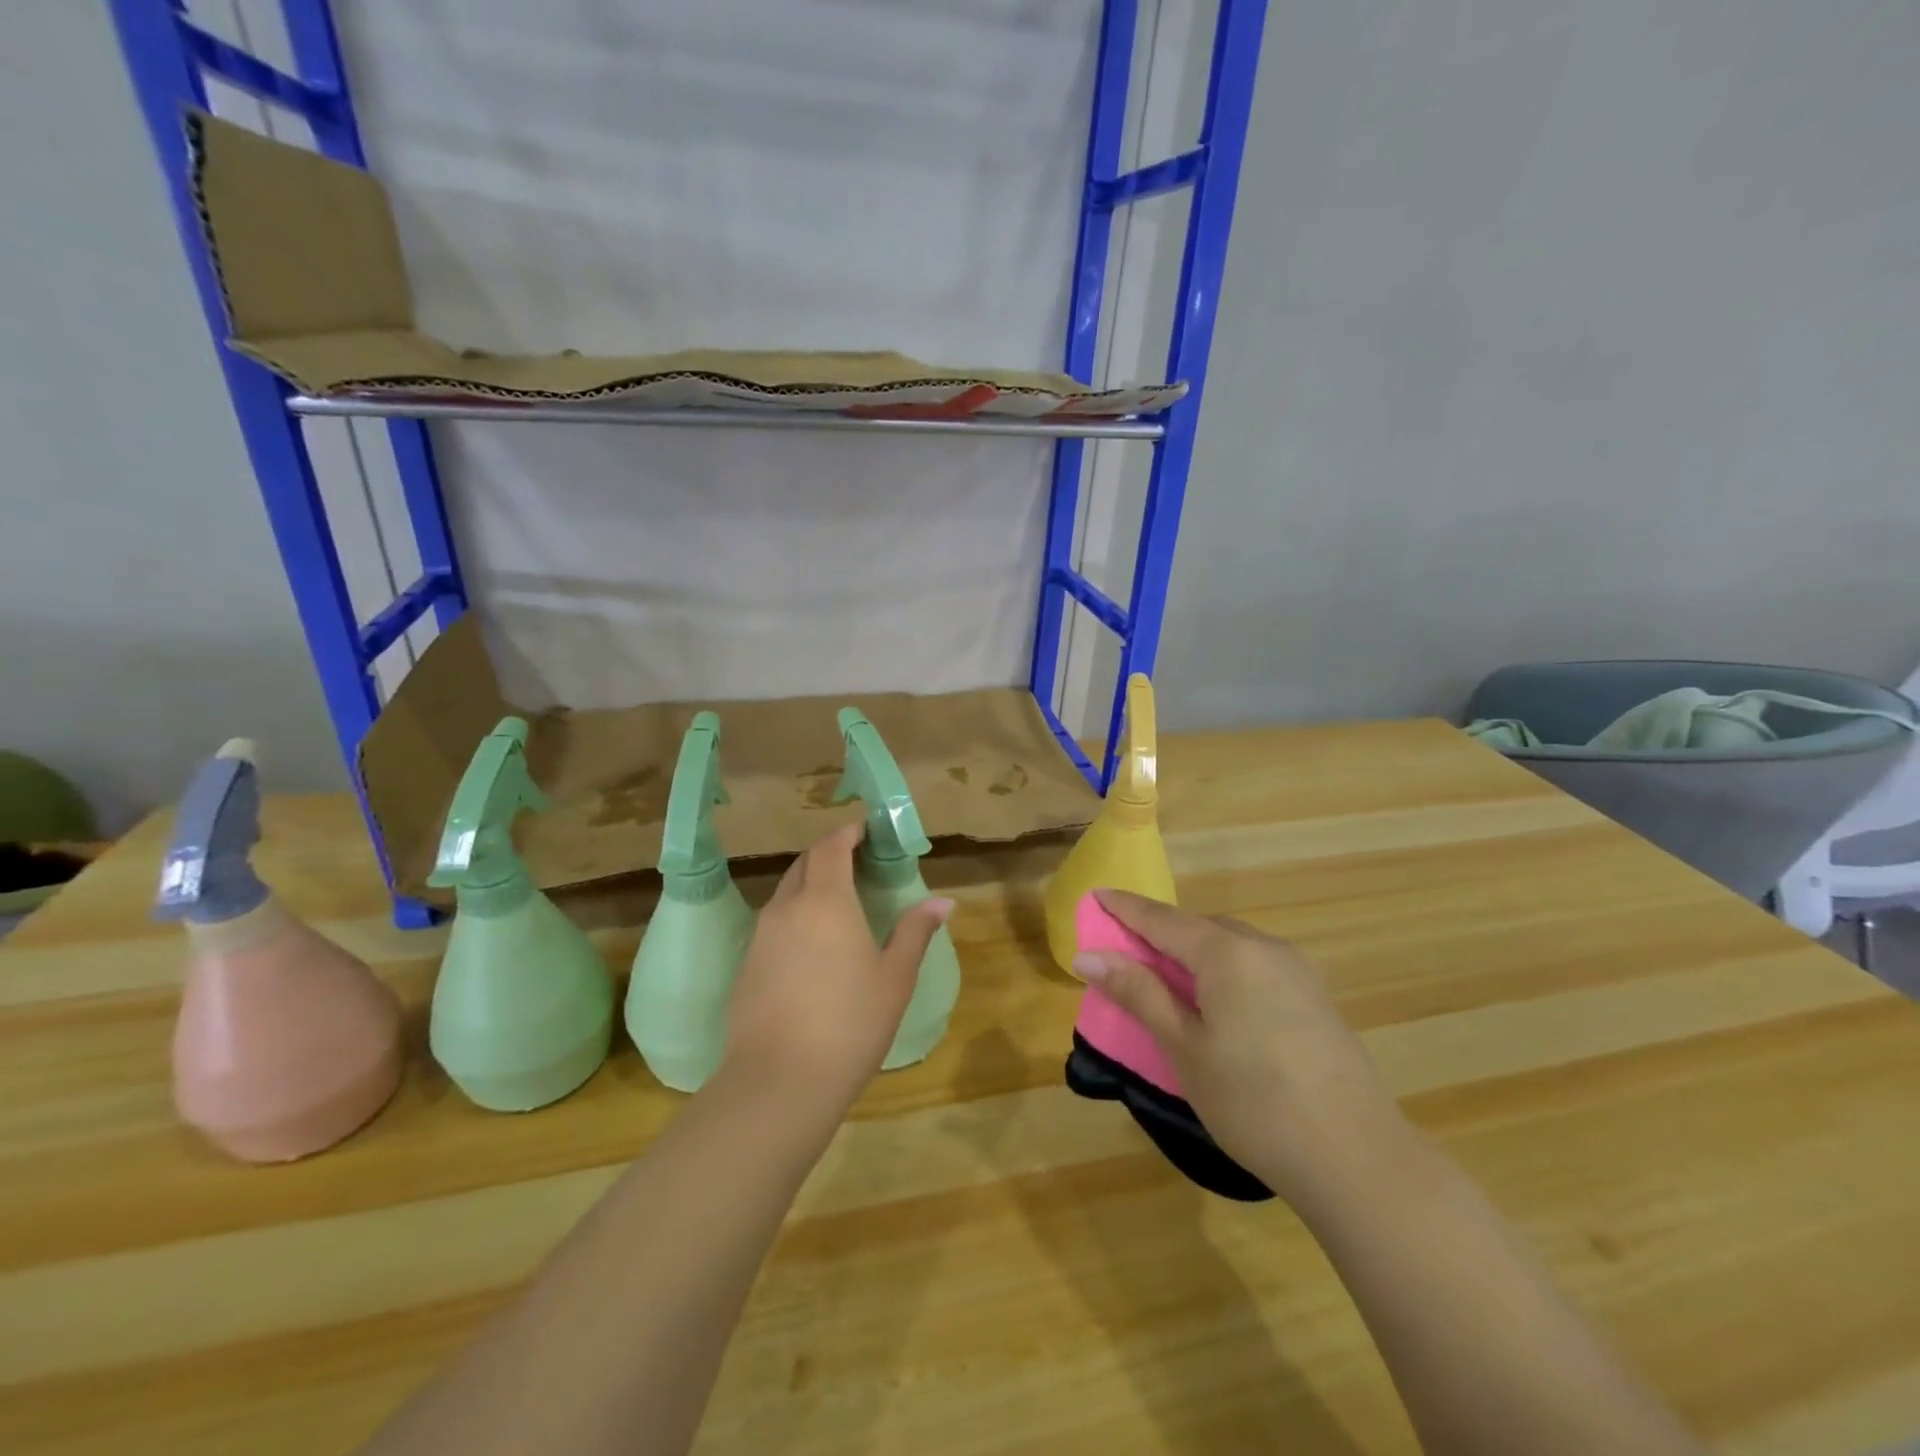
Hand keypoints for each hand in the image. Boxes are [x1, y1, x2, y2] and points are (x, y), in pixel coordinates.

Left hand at [723, 822, 952, 1118]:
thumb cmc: (850, 1024)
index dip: (848, 833)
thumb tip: (943, 901)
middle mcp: (788, 907)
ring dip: (811, 882)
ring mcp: (762, 934)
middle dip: (830, 853)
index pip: (831, 847)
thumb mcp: (894, 978)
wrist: (779, 1081)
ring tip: (839, 900)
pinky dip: (796, 912)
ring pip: (786, 890)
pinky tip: (813, 943)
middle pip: (805, 862)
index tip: (866, 831)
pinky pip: (774, 920)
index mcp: (827, 901)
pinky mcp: (748, 962)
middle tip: (858, 862)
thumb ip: (915, 932)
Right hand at [1073, 888, 1406, 1204]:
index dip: (1125, 907)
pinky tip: (1216, 1004)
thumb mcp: (1184, 1048)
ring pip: (1229, 945)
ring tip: (1165, 981)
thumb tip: (1088, 956)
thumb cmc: (1254, 1102)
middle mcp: (1263, 947)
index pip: (1162, 919)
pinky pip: (1254, 965)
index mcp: (1227, 952)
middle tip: (1124, 952)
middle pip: (1198, 927)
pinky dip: (1222, 970)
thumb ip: (1138, 993)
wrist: (1358, 1160)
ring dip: (1192, 952)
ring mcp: (1296, 970)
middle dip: (1159, 933)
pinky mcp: (1314, 996)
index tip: (1095, 894)